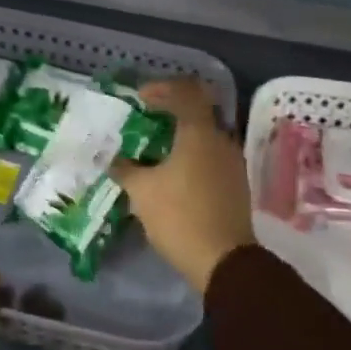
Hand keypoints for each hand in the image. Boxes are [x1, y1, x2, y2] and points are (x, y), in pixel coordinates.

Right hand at [111, 78, 254, 293]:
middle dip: (171, 110)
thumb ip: (126, 169)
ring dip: (181, 135)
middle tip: (146, 118)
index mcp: (199, 133)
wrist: (224, 261)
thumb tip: (115, 161)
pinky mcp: (235, 184)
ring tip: (155, 149)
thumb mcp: (142, 191)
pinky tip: (172, 172)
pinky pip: (210, 156)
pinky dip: (191, 154)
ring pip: (205, 135)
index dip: (161, 88)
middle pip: (198, 111)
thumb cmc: (179, 216)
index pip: (186, 91)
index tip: (140, 98)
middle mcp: (221, 140)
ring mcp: (232, 163)